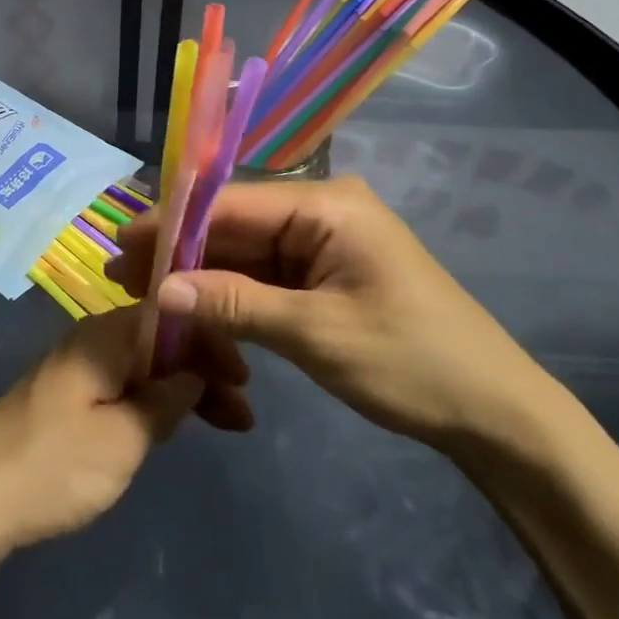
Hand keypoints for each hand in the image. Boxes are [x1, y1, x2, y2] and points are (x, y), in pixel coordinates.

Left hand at [0, 307, 251, 557]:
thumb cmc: (54, 464)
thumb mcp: (123, 439)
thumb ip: (164, 401)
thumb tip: (193, 374)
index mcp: (107, 333)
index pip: (173, 317)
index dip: (212, 343)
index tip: (244, 381)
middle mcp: (93, 337)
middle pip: (161, 339)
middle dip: (203, 369)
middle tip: (242, 415)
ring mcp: (79, 365)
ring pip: (145, 363)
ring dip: (183, 388)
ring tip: (224, 423)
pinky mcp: (69, 395)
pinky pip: (125, 382)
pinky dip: (155, 400)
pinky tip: (173, 424)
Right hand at [109, 177, 556, 456]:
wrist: (496, 415)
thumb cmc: (411, 362)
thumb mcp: (316, 334)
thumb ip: (235, 304)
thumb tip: (163, 289)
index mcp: (325, 205)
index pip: (231, 203)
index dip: (173, 224)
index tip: (122, 245)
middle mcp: (319, 210)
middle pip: (235, 224)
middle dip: (181, 251)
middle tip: (123, 276)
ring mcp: (323, 241)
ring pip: (246, 251)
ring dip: (202, 274)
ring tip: (146, 294)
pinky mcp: (325, 272)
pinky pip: (267, 275)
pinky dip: (232, 293)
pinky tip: (194, 308)